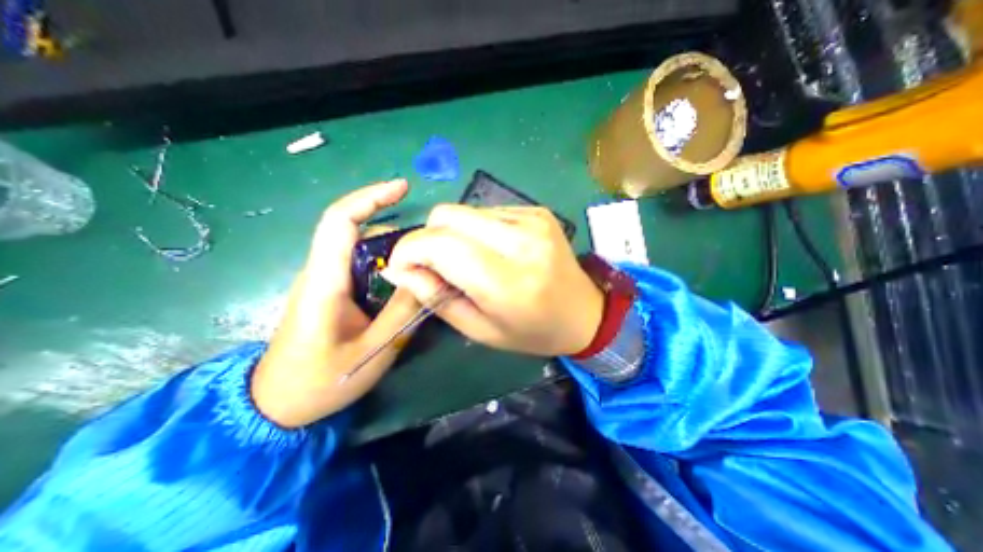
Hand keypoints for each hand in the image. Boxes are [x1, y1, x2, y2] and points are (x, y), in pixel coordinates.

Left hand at [249, 179, 421, 429]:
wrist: (277, 405)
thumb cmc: (320, 382)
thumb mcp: (372, 351)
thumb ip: (402, 313)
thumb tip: (427, 279)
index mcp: (325, 282)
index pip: (340, 221)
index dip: (370, 197)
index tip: (402, 187)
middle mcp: (321, 272)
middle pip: (355, 231)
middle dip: (394, 228)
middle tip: (429, 246)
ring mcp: (325, 281)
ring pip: (361, 249)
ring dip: (393, 248)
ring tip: (424, 265)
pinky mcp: (332, 292)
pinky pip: (362, 266)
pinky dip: (387, 264)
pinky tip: (406, 280)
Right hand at [386, 206, 606, 355]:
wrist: (585, 312)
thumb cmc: (533, 332)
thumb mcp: (480, 329)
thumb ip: (436, 298)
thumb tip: (399, 269)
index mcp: (507, 280)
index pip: (439, 244)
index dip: (409, 250)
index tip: (402, 267)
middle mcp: (520, 240)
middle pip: (446, 215)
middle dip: (427, 239)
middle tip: (434, 266)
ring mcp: (531, 219)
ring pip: (464, 211)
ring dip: (452, 234)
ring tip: (467, 261)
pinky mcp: (537, 211)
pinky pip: (486, 212)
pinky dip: (475, 230)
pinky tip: (491, 250)